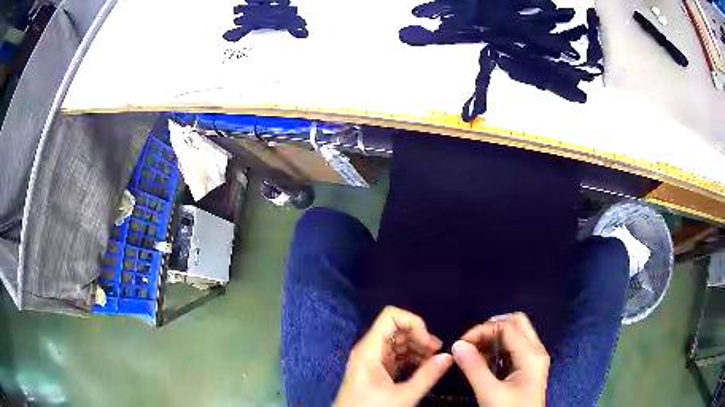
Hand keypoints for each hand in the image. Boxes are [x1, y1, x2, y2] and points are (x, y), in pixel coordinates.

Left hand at [334, 306, 453, 406]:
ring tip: (434, 361)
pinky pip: (396, 356)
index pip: (391, 316)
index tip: (428, 343)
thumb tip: (449, 356)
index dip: (413, 323)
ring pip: (398, 342)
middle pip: (396, 328)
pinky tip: (424, 368)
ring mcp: (372, 360)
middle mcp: (369, 350)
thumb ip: (427, 376)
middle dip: (419, 336)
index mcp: (369, 350)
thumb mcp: (403, 396)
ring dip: (417, 348)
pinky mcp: (377, 370)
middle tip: (437, 353)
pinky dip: (411, 358)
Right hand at [452, 312, 548, 406]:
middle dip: (491, 328)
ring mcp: (534, 358)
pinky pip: (515, 347)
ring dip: (494, 337)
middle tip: (471, 343)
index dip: (481, 330)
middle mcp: (536, 350)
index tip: (460, 344)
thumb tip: (457, 345)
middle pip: (516, 323)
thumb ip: (474, 368)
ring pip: (516, 333)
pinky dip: (499, 348)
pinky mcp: (530, 367)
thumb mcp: (490, 393)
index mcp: (531, 354)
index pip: (506, 327)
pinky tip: (485, 361)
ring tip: (474, 352)